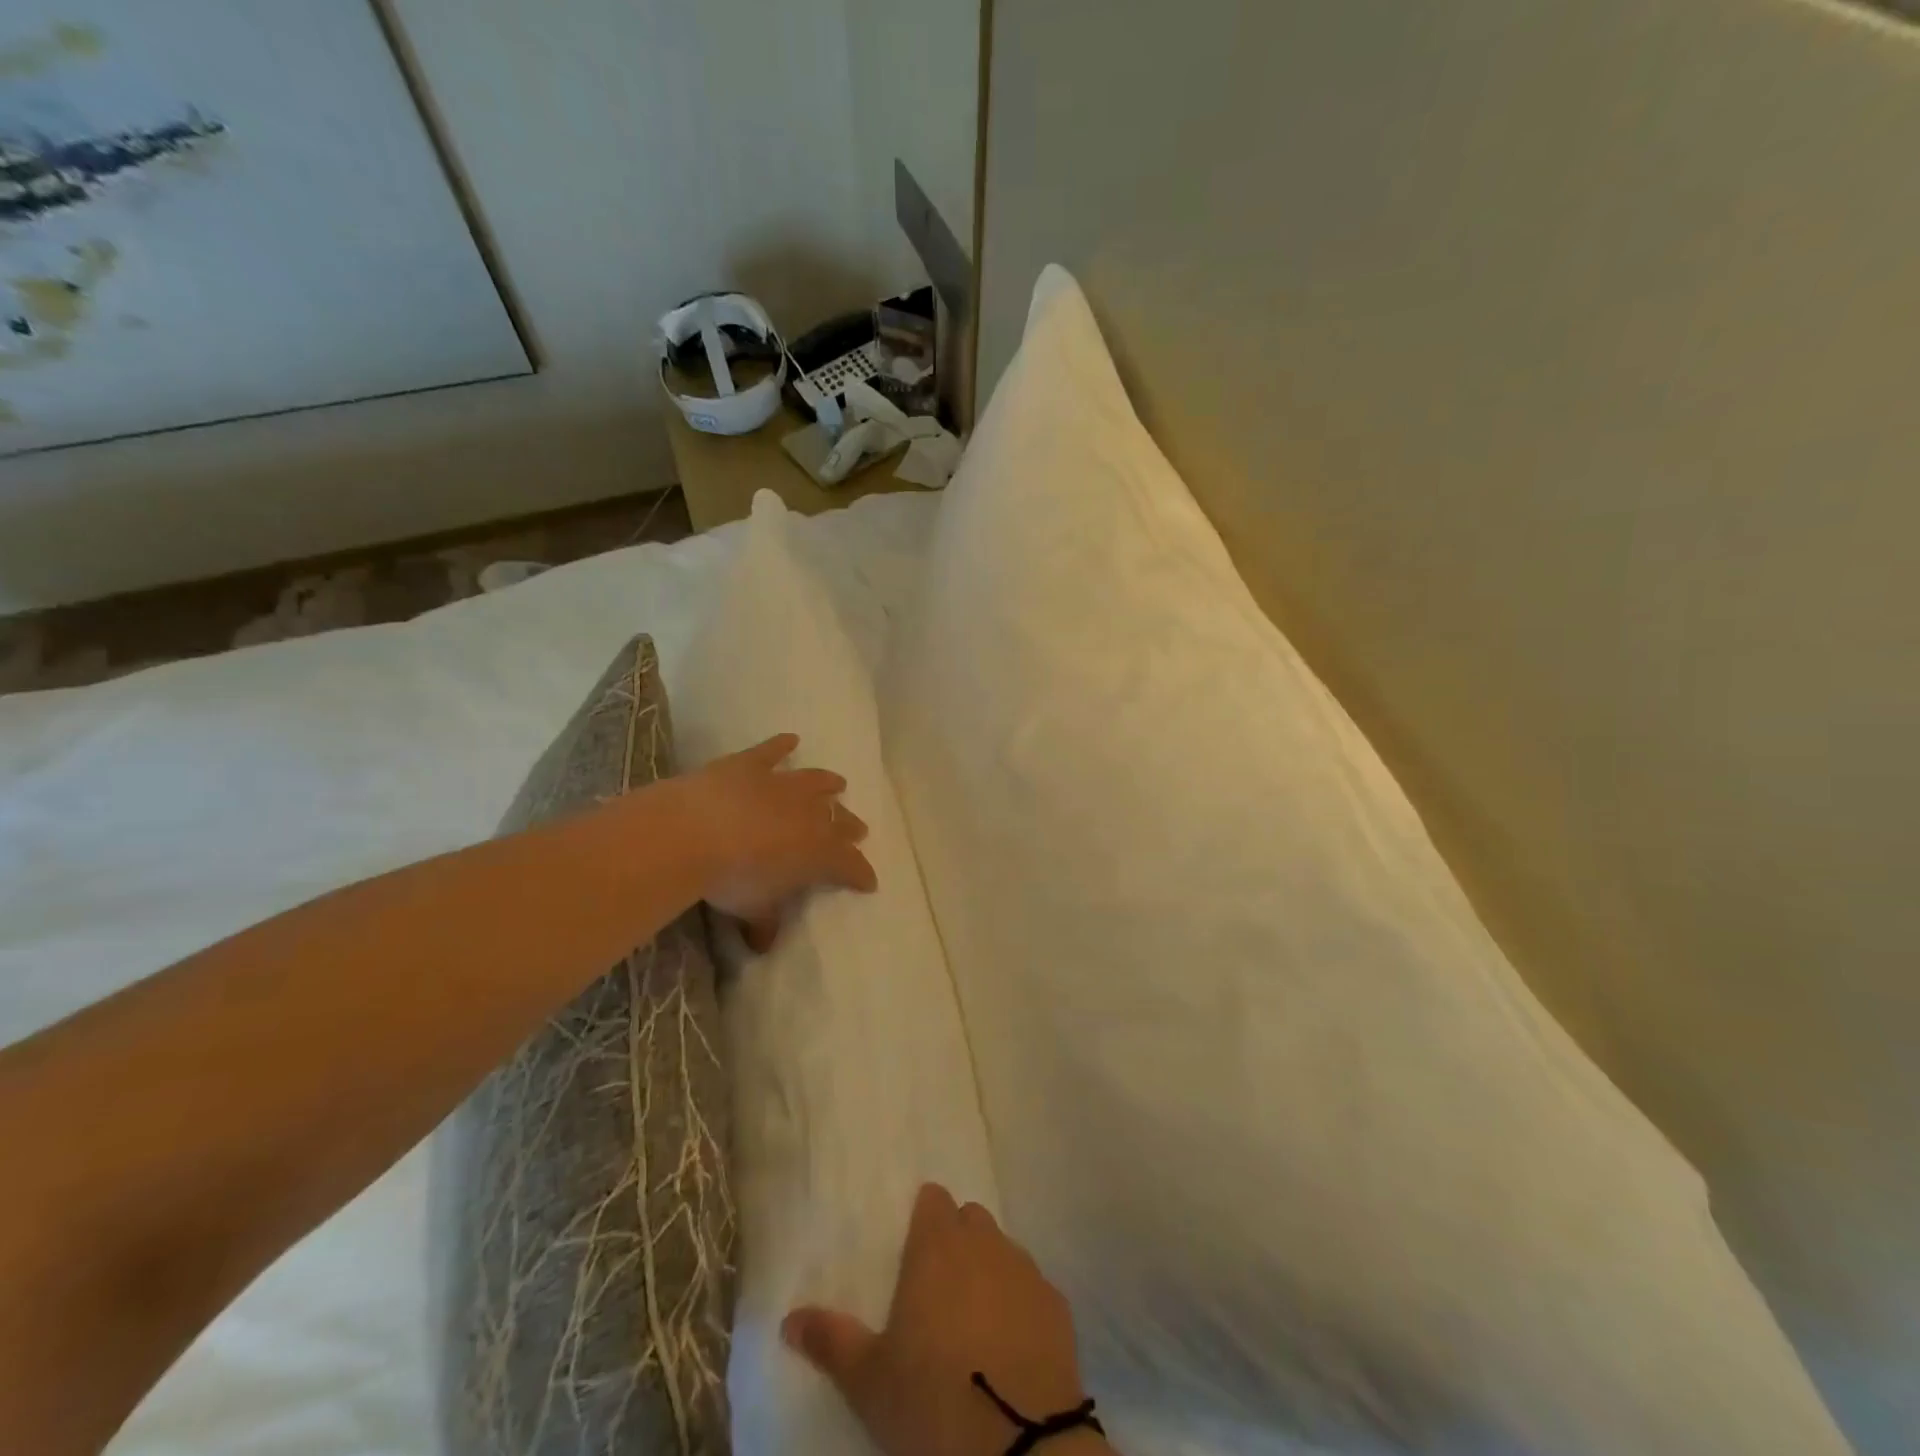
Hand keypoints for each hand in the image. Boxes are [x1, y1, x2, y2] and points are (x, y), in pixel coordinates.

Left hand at [673, 734, 876, 942]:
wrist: (695, 833)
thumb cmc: (733, 878)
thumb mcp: (753, 908)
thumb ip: (764, 923)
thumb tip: (764, 943)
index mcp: (820, 852)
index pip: (851, 865)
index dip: (861, 874)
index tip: (869, 882)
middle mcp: (811, 814)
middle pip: (839, 820)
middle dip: (850, 827)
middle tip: (857, 831)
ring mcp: (782, 785)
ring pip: (815, 782)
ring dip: (828, 783)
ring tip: (838, 783)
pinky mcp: (751, 765)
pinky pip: (772, 751)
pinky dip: (782, 745)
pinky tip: (790, 739)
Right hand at [783, 1184, 1096, 1455]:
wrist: (1019, 1444)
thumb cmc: (932, 1400)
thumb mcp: (869, 1379)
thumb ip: (830, 1339)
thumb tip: (788, 1318)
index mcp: (937, 1245)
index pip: (934, 1199)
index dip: (925, 1217)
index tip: (915, 1247)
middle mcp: (984, 1242)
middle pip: (970, 1219)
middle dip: (957, 1239)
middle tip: (940, 1286)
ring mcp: (1025, 1269)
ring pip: (1004, 1248)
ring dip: (990, 1268)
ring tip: (975, 1317)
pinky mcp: (1058, 1303)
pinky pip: (1034, 1286)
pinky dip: (1022, 1302)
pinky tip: (1012, 1341)